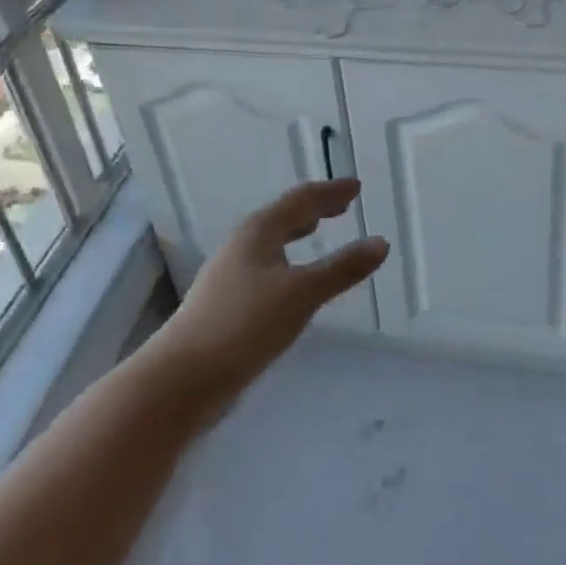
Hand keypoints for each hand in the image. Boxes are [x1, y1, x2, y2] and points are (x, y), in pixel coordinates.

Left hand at [139, 179, 388, 404]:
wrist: (184, 377)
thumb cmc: (245, 324)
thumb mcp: (302, 294)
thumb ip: (342, 268)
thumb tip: (381, 242)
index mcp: (259, 231)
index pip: (301, 200)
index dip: (330, 192)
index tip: (356, 187)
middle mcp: (242, 245)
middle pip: (283, 217)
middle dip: (314, 209)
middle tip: (341, 205)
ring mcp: (230, 274)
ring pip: (271, 242)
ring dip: (297, 233)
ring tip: (316, 232)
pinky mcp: (227, 302)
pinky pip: (266, 267)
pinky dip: (288, 261)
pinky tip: (292, 281)